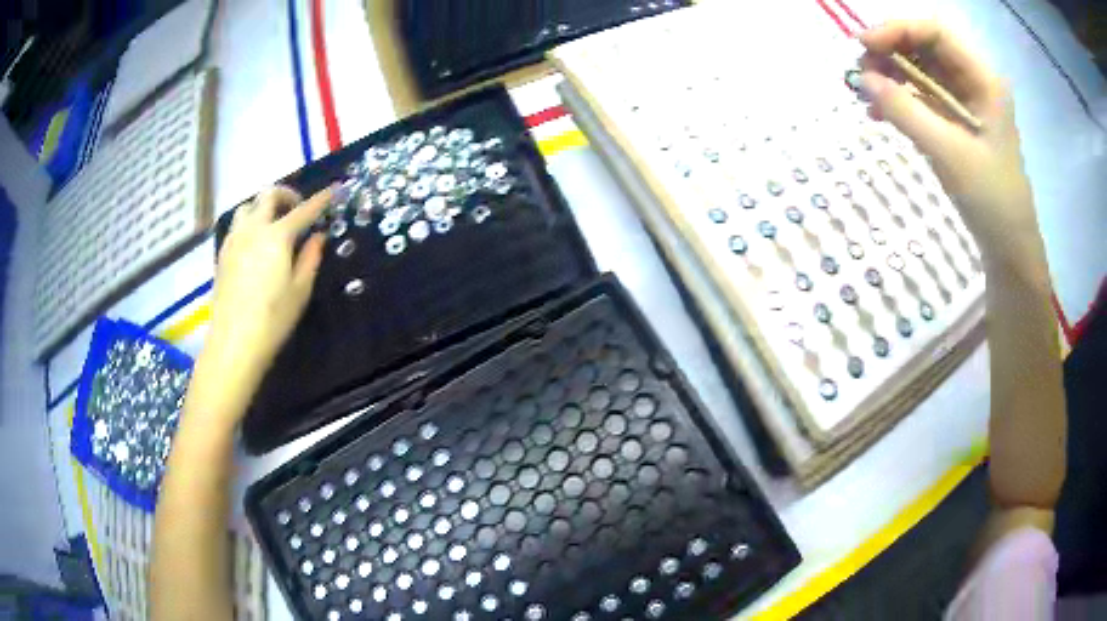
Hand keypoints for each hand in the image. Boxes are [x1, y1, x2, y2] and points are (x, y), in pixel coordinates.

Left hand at [206, 186, 330, 385]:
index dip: (321, 199)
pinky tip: (255, 242)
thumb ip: (311, 258)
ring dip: (264, 206)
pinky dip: (250, 222)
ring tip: (273, 223)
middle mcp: (253, 229)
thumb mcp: (300, 290)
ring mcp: (234, 240)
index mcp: (277, 236)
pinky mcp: (223, 253)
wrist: (234, 342)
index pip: (304, 210)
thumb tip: (317, 236)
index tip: (334, 190)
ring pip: (248, 206)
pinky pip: (237, 225)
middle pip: (269, 195)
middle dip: (287, 195)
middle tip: (298, 209)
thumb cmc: (273, 319)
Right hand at [859, 21, 1044, 272]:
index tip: (863, 45)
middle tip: (861, 73)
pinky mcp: (958, 121)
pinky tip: (880, 113)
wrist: (1009, 248)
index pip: (935, 32)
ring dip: (891, 75)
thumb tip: (862, 80)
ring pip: (922, 70)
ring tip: (865, 94)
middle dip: (890, 52)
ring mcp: (966, 101)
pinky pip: (923, 96)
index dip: (897, 30)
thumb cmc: (991, 200)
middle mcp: (975, 81)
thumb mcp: (948, 153)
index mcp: (983, 79)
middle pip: (926, 47)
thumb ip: (905, 111)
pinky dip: (900, 98)